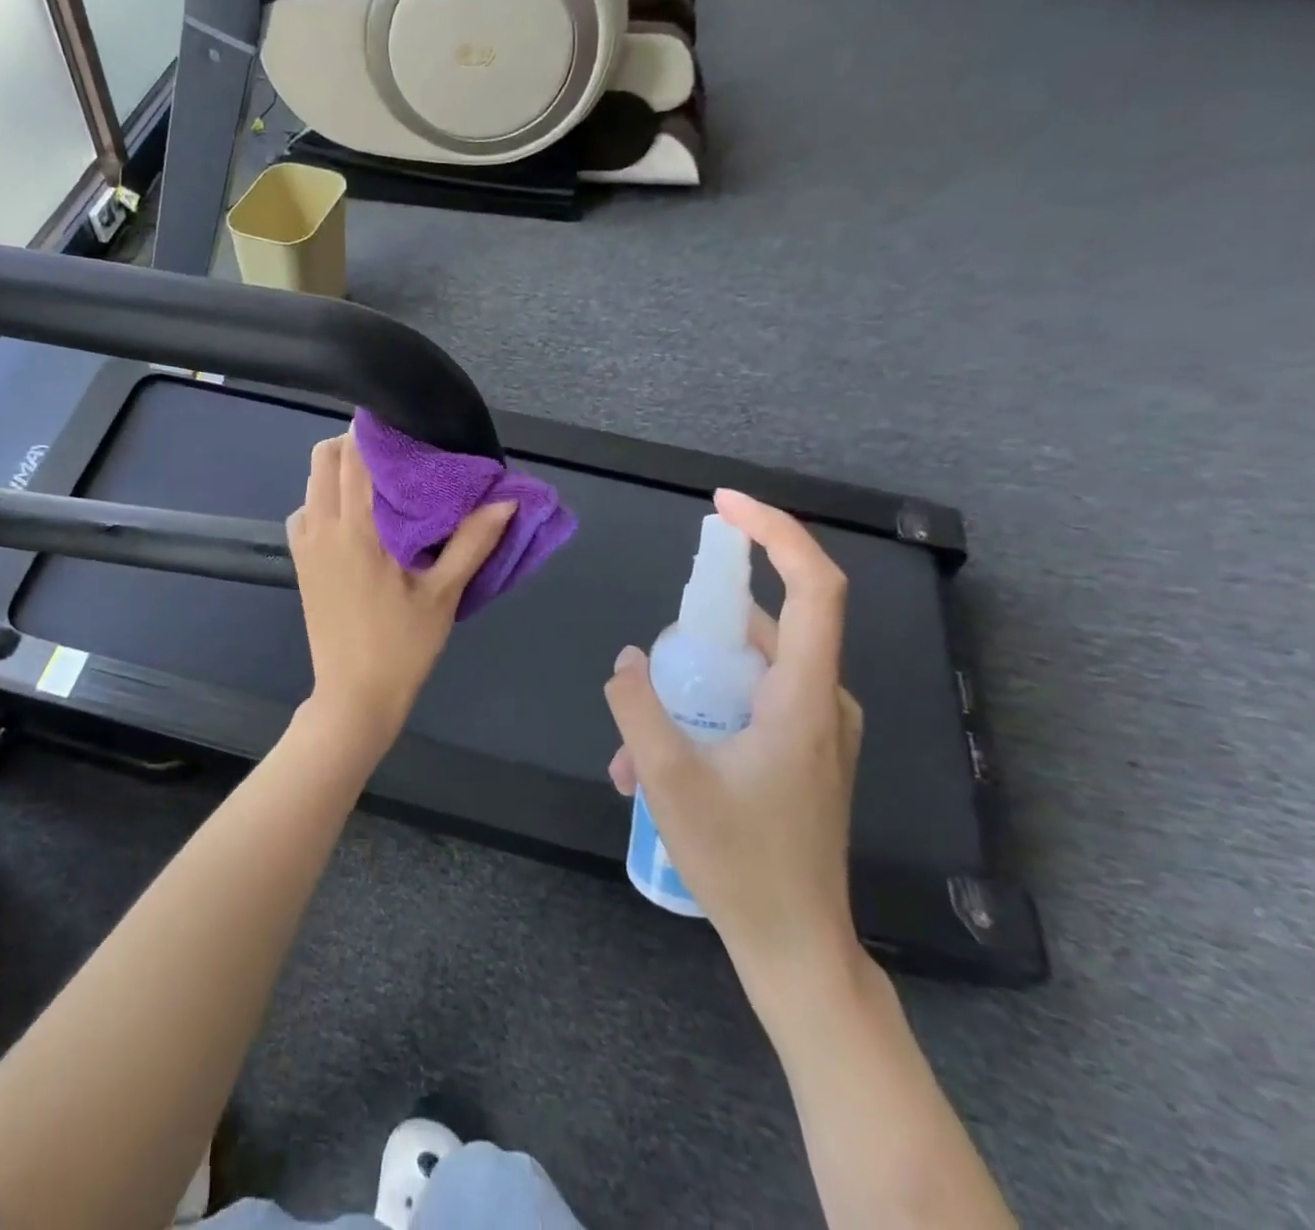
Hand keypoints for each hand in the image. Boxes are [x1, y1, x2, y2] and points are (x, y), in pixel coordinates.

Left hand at [289, 432, 513, 732]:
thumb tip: (506, 499)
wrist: (354, 696)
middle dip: (353, 445)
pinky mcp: (300, 565)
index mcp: (355, 530)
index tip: (403, 428)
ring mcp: (305, 547)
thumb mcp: (443, 595)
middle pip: (323, 460)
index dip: (373, 433)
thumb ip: (472, 542)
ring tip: (377, 485)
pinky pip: (305, 514)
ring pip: (310, 485)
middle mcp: (321, 529)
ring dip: (337, 473)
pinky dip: (324, 501)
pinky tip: (354, 521)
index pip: (352, 457)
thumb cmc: (402, 646)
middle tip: (394, 456)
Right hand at [604, 489, 864, 986]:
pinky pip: (749, 701)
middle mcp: (822, 701)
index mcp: (803, 698)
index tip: (724, 507)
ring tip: (633, 744)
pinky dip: (702, 711)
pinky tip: (653, 763)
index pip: (814, 587)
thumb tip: (629, 659)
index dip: (775, 533)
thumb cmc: (739, 862)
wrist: (795, 945)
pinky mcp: (804, 750)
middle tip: (651, 666)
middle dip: (697, 631)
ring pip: (748, 669)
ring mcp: (816, 728)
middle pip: (766, 625)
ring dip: (688, 687)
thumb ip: (639, 707)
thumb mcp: (668, 779)